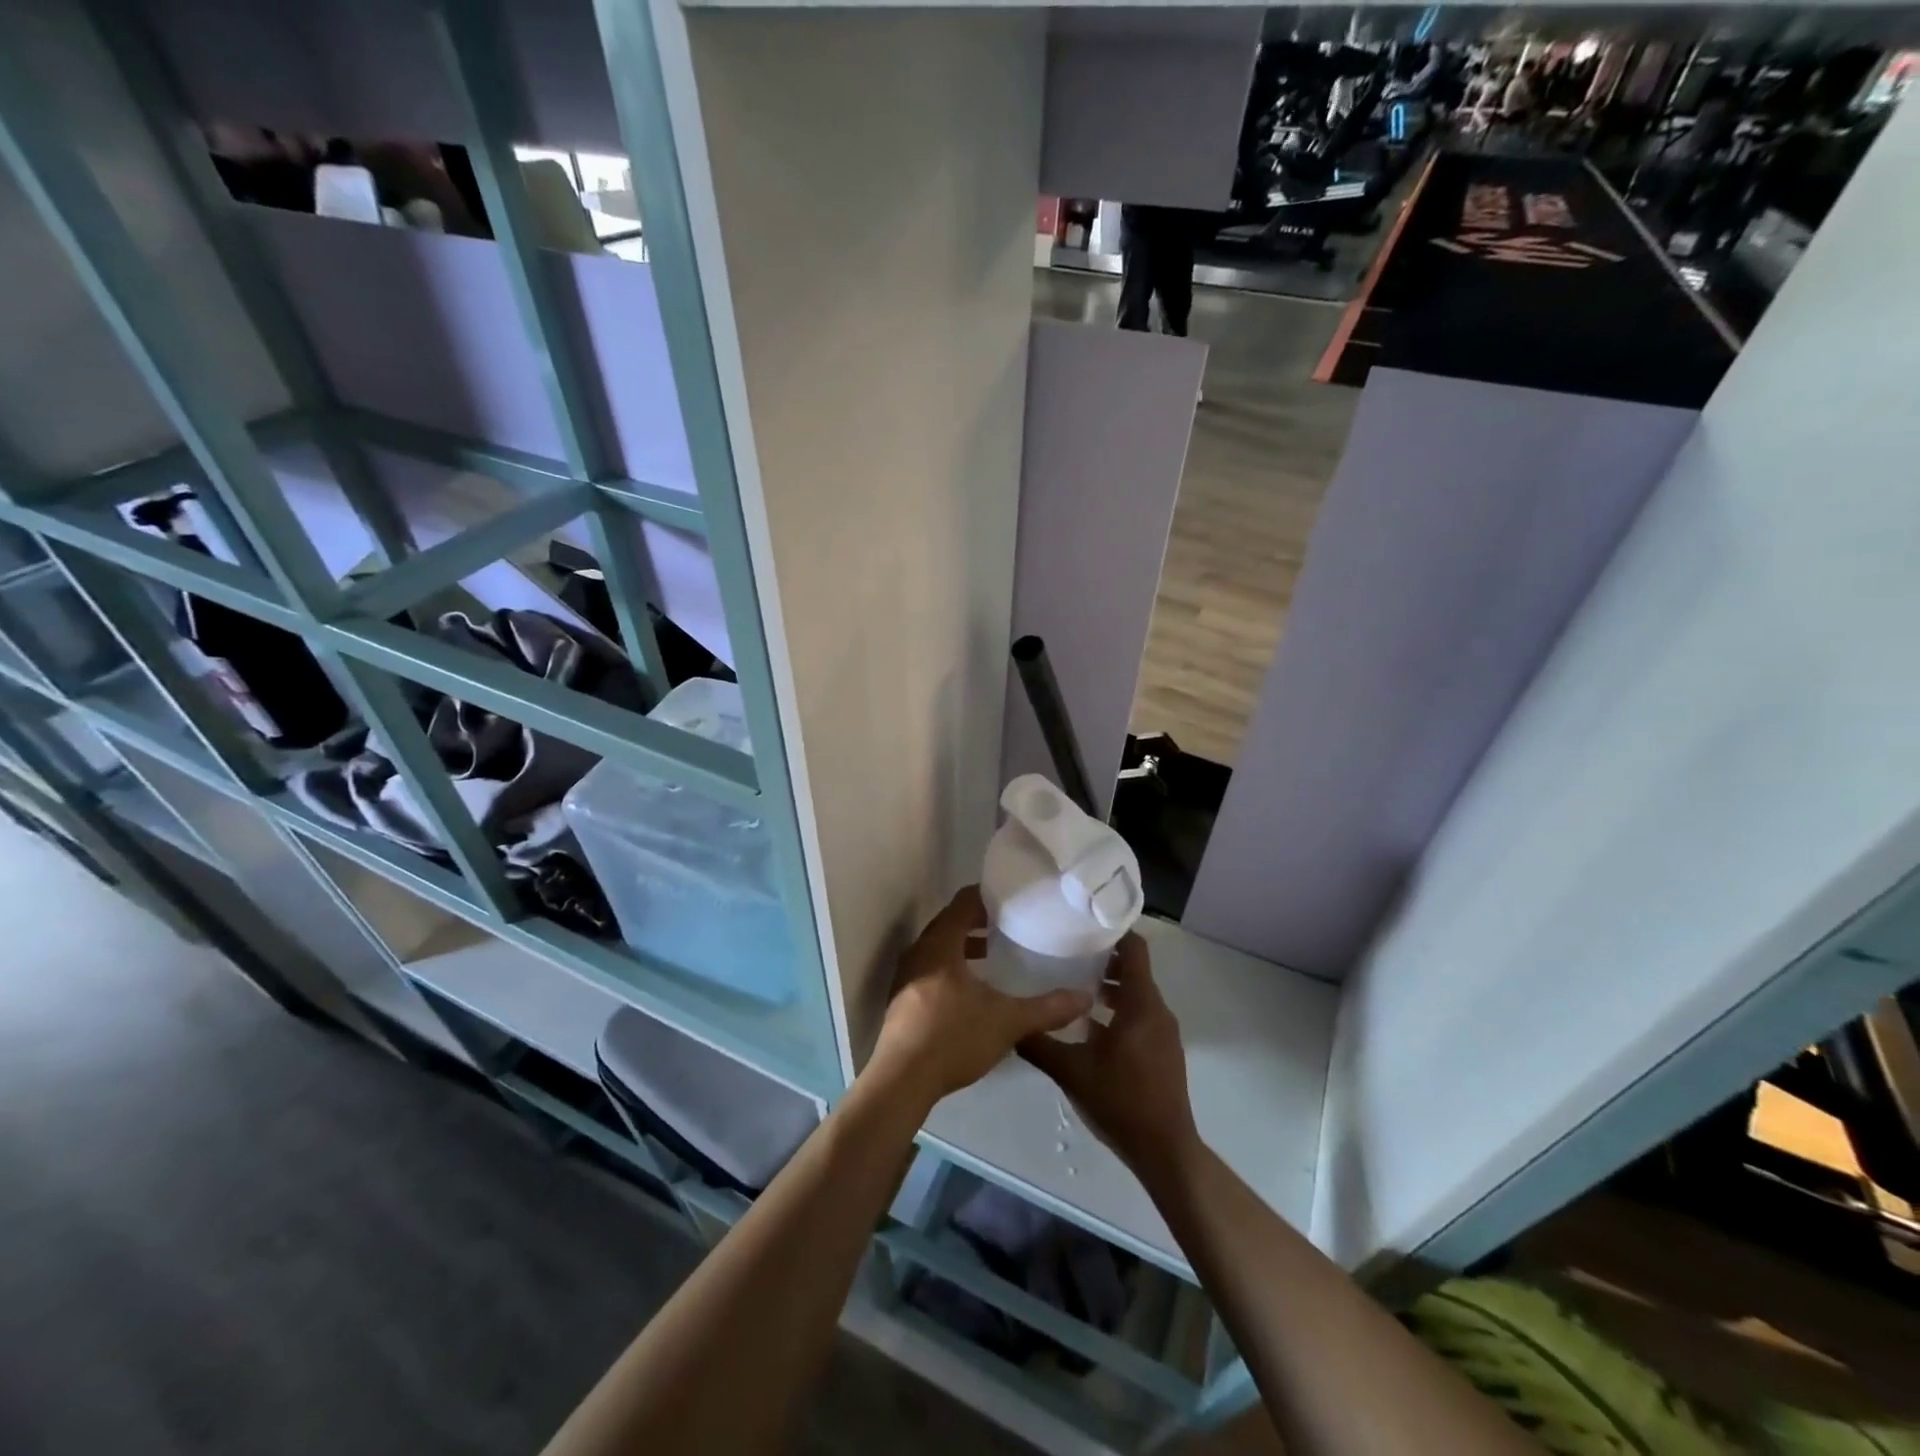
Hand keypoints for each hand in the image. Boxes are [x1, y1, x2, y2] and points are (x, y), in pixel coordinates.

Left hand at [868, 886, 1091, 1110]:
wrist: (902, 1080)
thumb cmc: (953, 1037)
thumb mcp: (1007, 1021)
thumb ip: (1047, 1008)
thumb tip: (1085, 997)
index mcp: (940, 944)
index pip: (963, 903)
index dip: (987, 895)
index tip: (1012, 897)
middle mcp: (919, 952)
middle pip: (950, 923)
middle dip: (978, 920)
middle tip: (1010, 922)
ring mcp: (906, 977)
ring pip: (939, 948)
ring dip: (964, 946)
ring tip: (993, 952)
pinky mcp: (903, 1000)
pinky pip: (931, 969)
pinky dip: (952, 967)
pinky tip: (973, 988)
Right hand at [1019, 934, 1200, 1184]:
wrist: (1164, 1151)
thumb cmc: (1120, 1102)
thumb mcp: (1070, 1070)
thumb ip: (1038, 1043)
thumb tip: (1008, 1022)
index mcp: (1141, 1004)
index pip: (1134, 948)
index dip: (1112, 932)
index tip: (1082, 924)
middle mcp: (1157, 1011)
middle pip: (1134, 969)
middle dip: (1102, 959)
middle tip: (1066, 953)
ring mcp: (1163, 1032)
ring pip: (1136, 994)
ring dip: (1109, 986)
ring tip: (1072, 986)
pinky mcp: (1162, 1051)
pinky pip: (1140, 1015)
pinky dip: (1118, 1009)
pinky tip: (1088, 1026)